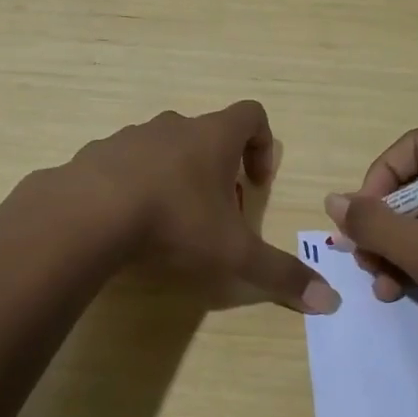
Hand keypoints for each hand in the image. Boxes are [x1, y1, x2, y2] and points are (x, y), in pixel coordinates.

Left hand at [61, 101, 340, 314]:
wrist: (86, 214)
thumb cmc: (173, 222)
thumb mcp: (233, 255)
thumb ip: (281, 275)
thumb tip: (331, 302)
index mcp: (212, 136)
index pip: (251, 115)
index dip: (263, 145)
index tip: (257, 184)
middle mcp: (174, 127)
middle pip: (207, 134)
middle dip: (218, 170)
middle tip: (217, 214)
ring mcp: (131, 136)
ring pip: (165, 147)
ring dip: (176, 176)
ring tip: (171, 222)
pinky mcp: (97, 154)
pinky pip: (125, 163)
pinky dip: (135, 185)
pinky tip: (128, 223)